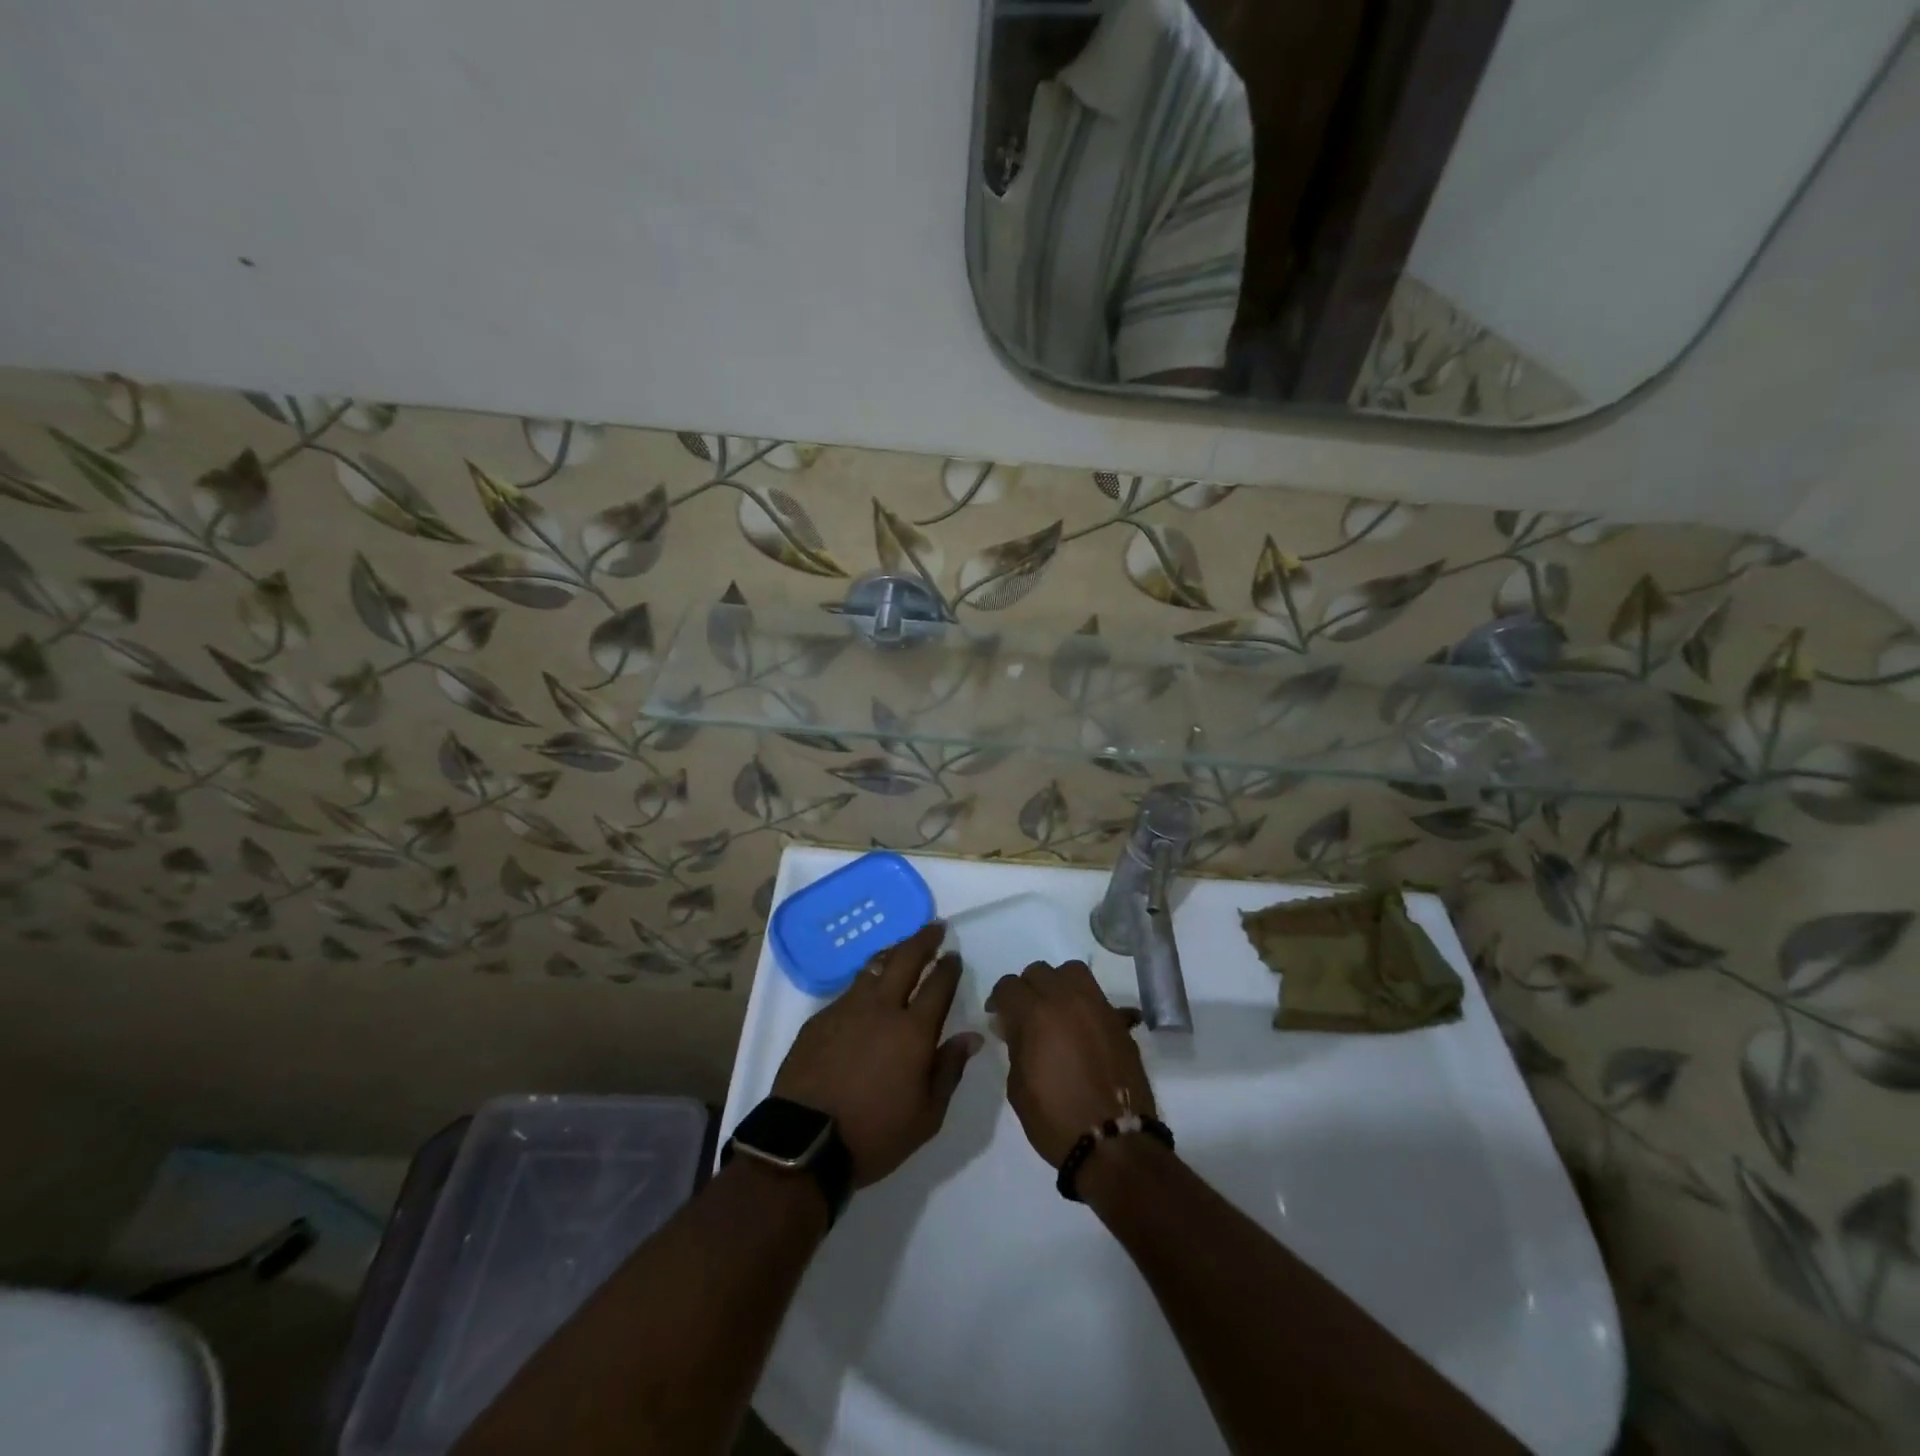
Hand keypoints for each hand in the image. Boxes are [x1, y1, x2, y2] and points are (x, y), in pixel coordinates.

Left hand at [773, 922, 982, 1187]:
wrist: (804, 1142)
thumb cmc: (874, 1134)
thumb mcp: (926, 1116)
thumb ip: (949, 1070)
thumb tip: (971, 1036)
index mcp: (913, 1031)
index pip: (938, 985)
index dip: (948, 967)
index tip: (954, 955)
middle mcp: (881, 1008)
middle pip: (905, 959)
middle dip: (923, 940)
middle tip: (935, 928)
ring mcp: (846, 1009)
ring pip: (874, 966)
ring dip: (892, 952)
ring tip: (901, 947)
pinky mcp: (820, 1018)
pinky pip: (849, 990)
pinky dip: (866, 982)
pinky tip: (867, 990)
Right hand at [986, 960, 1154, 1168]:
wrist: (1114, 1142)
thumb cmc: (1055, 1118)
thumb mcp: (1018, 1085)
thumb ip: (1015, 1045)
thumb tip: (1012, 1025)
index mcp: (1036, 1014)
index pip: (1009, 986)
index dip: (999, 1000)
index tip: (998, 1017)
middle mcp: (1067, 999)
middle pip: (1039, 971)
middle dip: (1027, 989)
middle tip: (1025, 1015)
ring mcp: (1097, 1007)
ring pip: (1072, 972)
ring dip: (1059, 984)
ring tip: (1056, 1010)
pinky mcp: (1118, 1021)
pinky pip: (1097, 996)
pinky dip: (1085, 1003)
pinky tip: (1082, 1028)